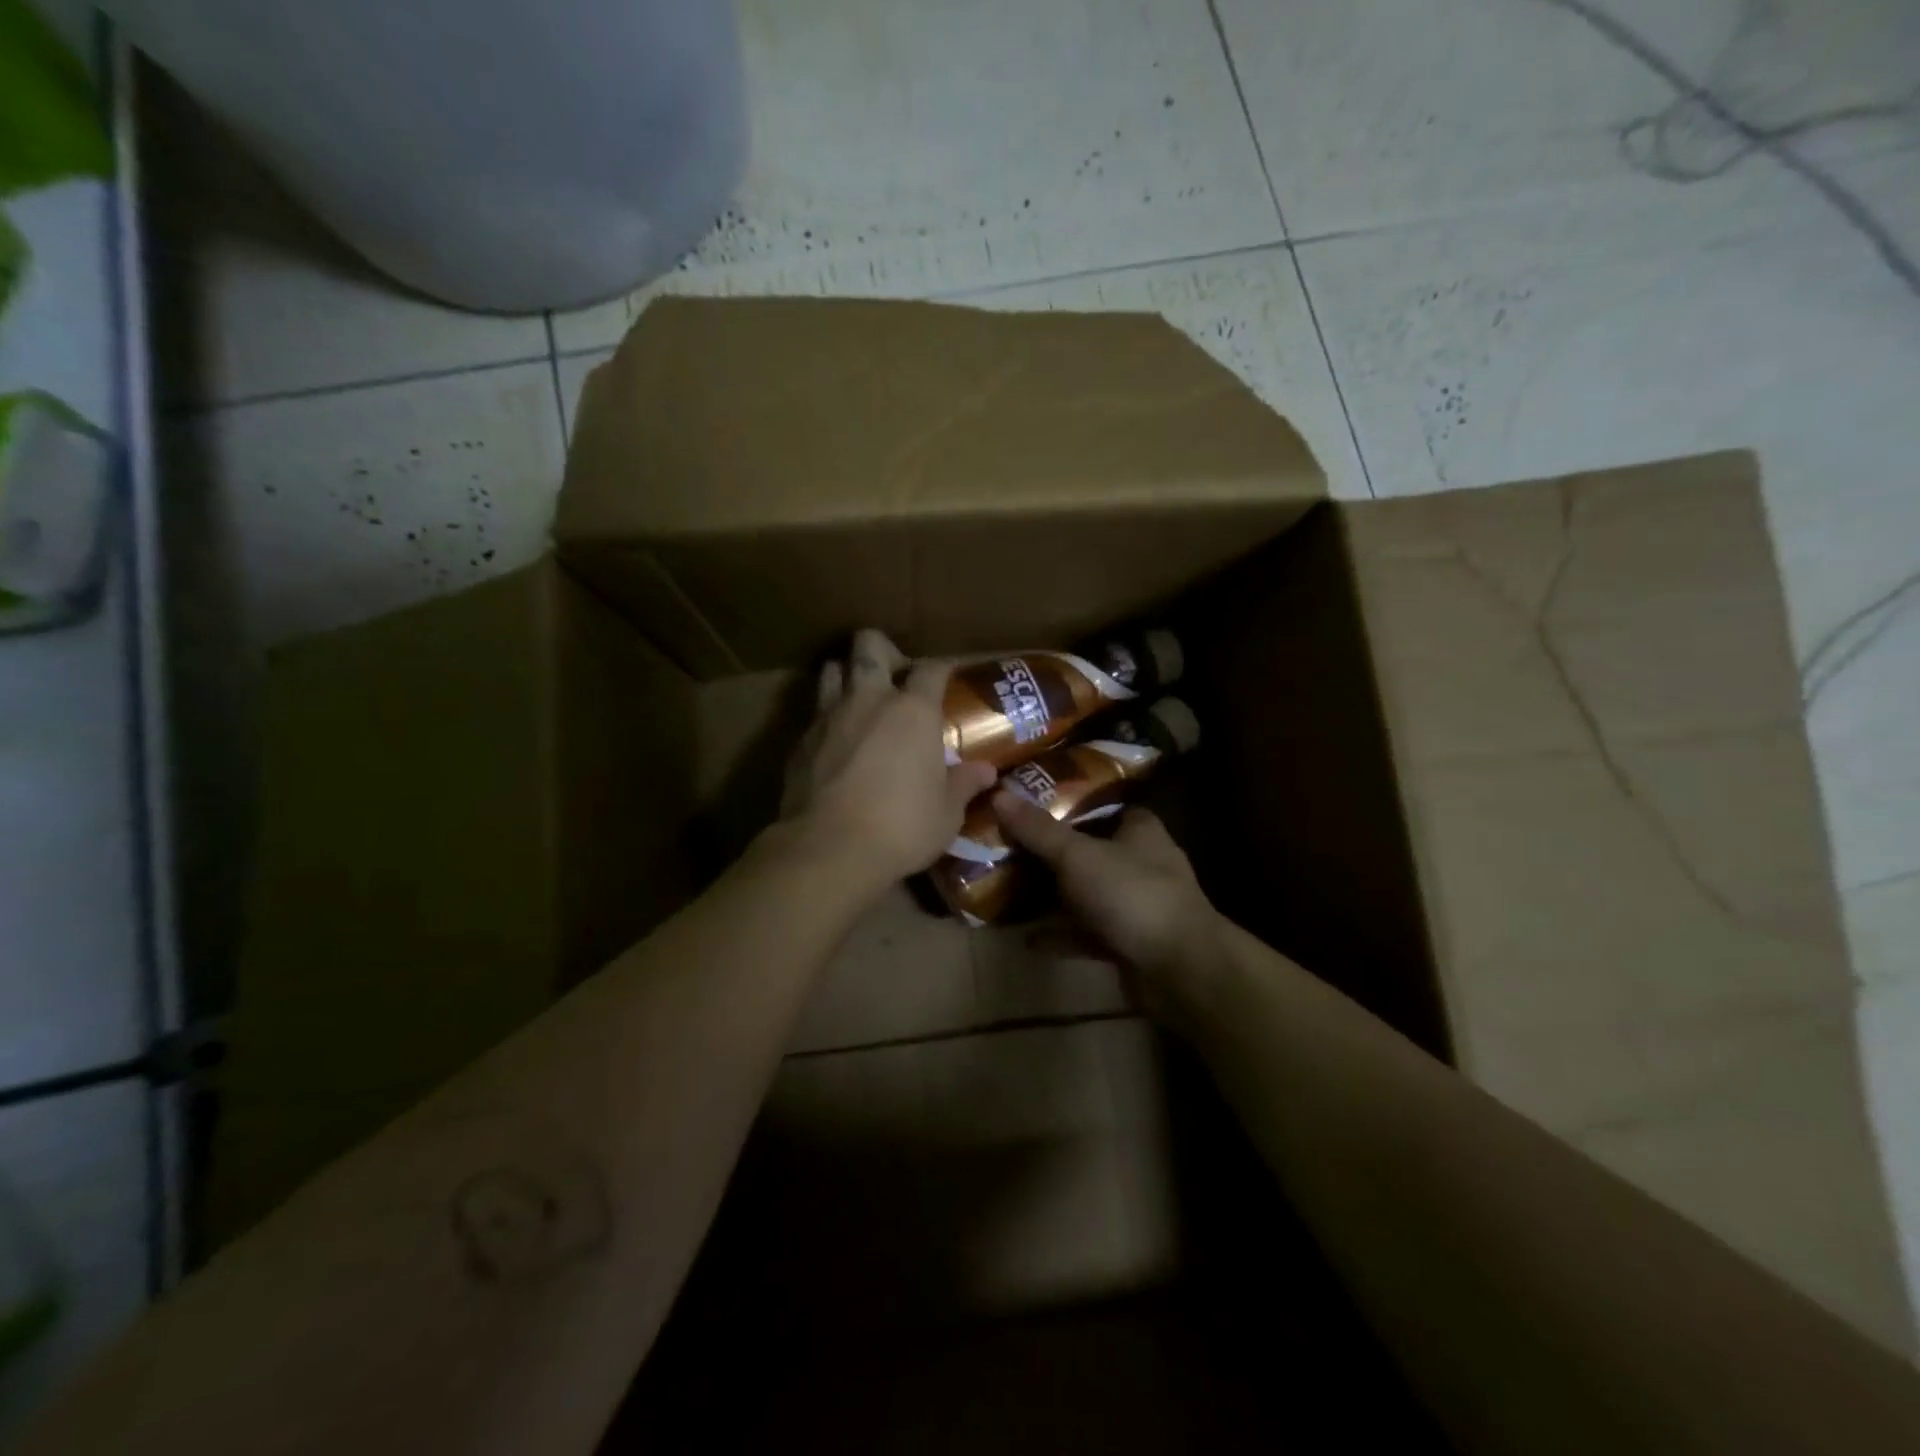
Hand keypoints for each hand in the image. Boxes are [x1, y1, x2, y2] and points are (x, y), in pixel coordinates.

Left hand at [781, 630, 997, 893]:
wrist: (828, 849)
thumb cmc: (901, 827)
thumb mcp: (946, 813)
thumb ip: (964, 785)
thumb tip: (986, 771)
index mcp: (913, 711)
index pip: (931, 668)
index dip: (941, 667)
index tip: (947, 676)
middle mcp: (869, 700)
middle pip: (868, 645)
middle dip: (882, 649)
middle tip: (894, 674)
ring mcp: (828, 717)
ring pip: (832, 669)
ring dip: (846, 675)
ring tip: (859, 699)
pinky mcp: (800, 741)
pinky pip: (814, 713)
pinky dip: (827, 718)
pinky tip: (836, 742)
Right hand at [992, 793, 1219, 1008]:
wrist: (1181, 970)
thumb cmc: (1132, 895)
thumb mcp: (1077, 855)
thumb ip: (1038, 829)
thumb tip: (999, 794)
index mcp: (1139, 829)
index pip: (1102, 803)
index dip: (1067, 801)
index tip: (1027, 803)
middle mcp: (1141, 862)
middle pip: (1088, 849)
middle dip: (1049, 852)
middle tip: (1006, 847)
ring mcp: (1136, 904)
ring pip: (1086, 892)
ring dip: (1053, 895)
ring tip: (1008, 890)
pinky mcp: (1129, 941)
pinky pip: (1086, 932)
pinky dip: (1060, 935)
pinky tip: (1026, 939)